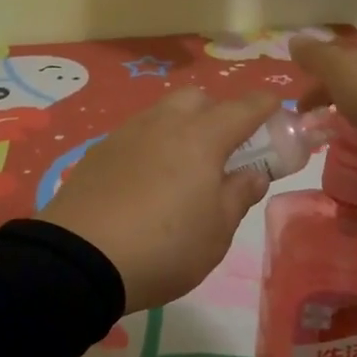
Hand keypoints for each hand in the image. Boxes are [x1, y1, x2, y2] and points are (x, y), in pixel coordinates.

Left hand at [40, 88, 279, 313]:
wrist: (80, 258)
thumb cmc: (165, 246)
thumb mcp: (217, 232)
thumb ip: (239, 195)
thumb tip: (253, 173)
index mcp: (202, 138)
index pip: (242, 108)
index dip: (264, 106)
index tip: (275, 110)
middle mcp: (164, 123)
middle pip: (197, 99)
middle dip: (217, 112)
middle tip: (223, 149)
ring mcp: (127, 133)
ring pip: (163, 113)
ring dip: (181, 126)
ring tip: (183, 167)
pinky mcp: (99, 151)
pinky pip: (136, 134)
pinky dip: (151, 145)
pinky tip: (146, 179)